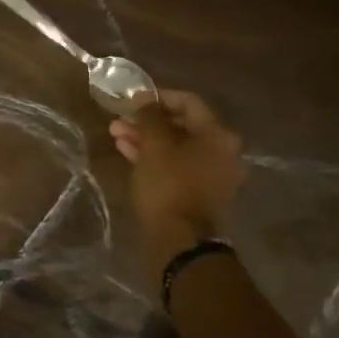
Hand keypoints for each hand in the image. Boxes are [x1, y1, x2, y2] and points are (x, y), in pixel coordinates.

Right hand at [109, 90, 243, 250]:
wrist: (179, 240)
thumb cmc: (168, 186)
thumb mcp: (154, 147)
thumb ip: (150, 117)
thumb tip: (145, 98)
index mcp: (218, 135)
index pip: (188, 102)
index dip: (158, 97)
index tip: (131, 99)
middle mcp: (222, 151)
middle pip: (182, 125)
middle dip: (148, 121)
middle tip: (119, 120)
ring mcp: (212, 173)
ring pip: (176, 147)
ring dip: (147, 139)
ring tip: (116, 135)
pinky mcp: (199, 192)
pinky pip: (177, 165)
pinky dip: (155, 158)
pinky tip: (128, 153)